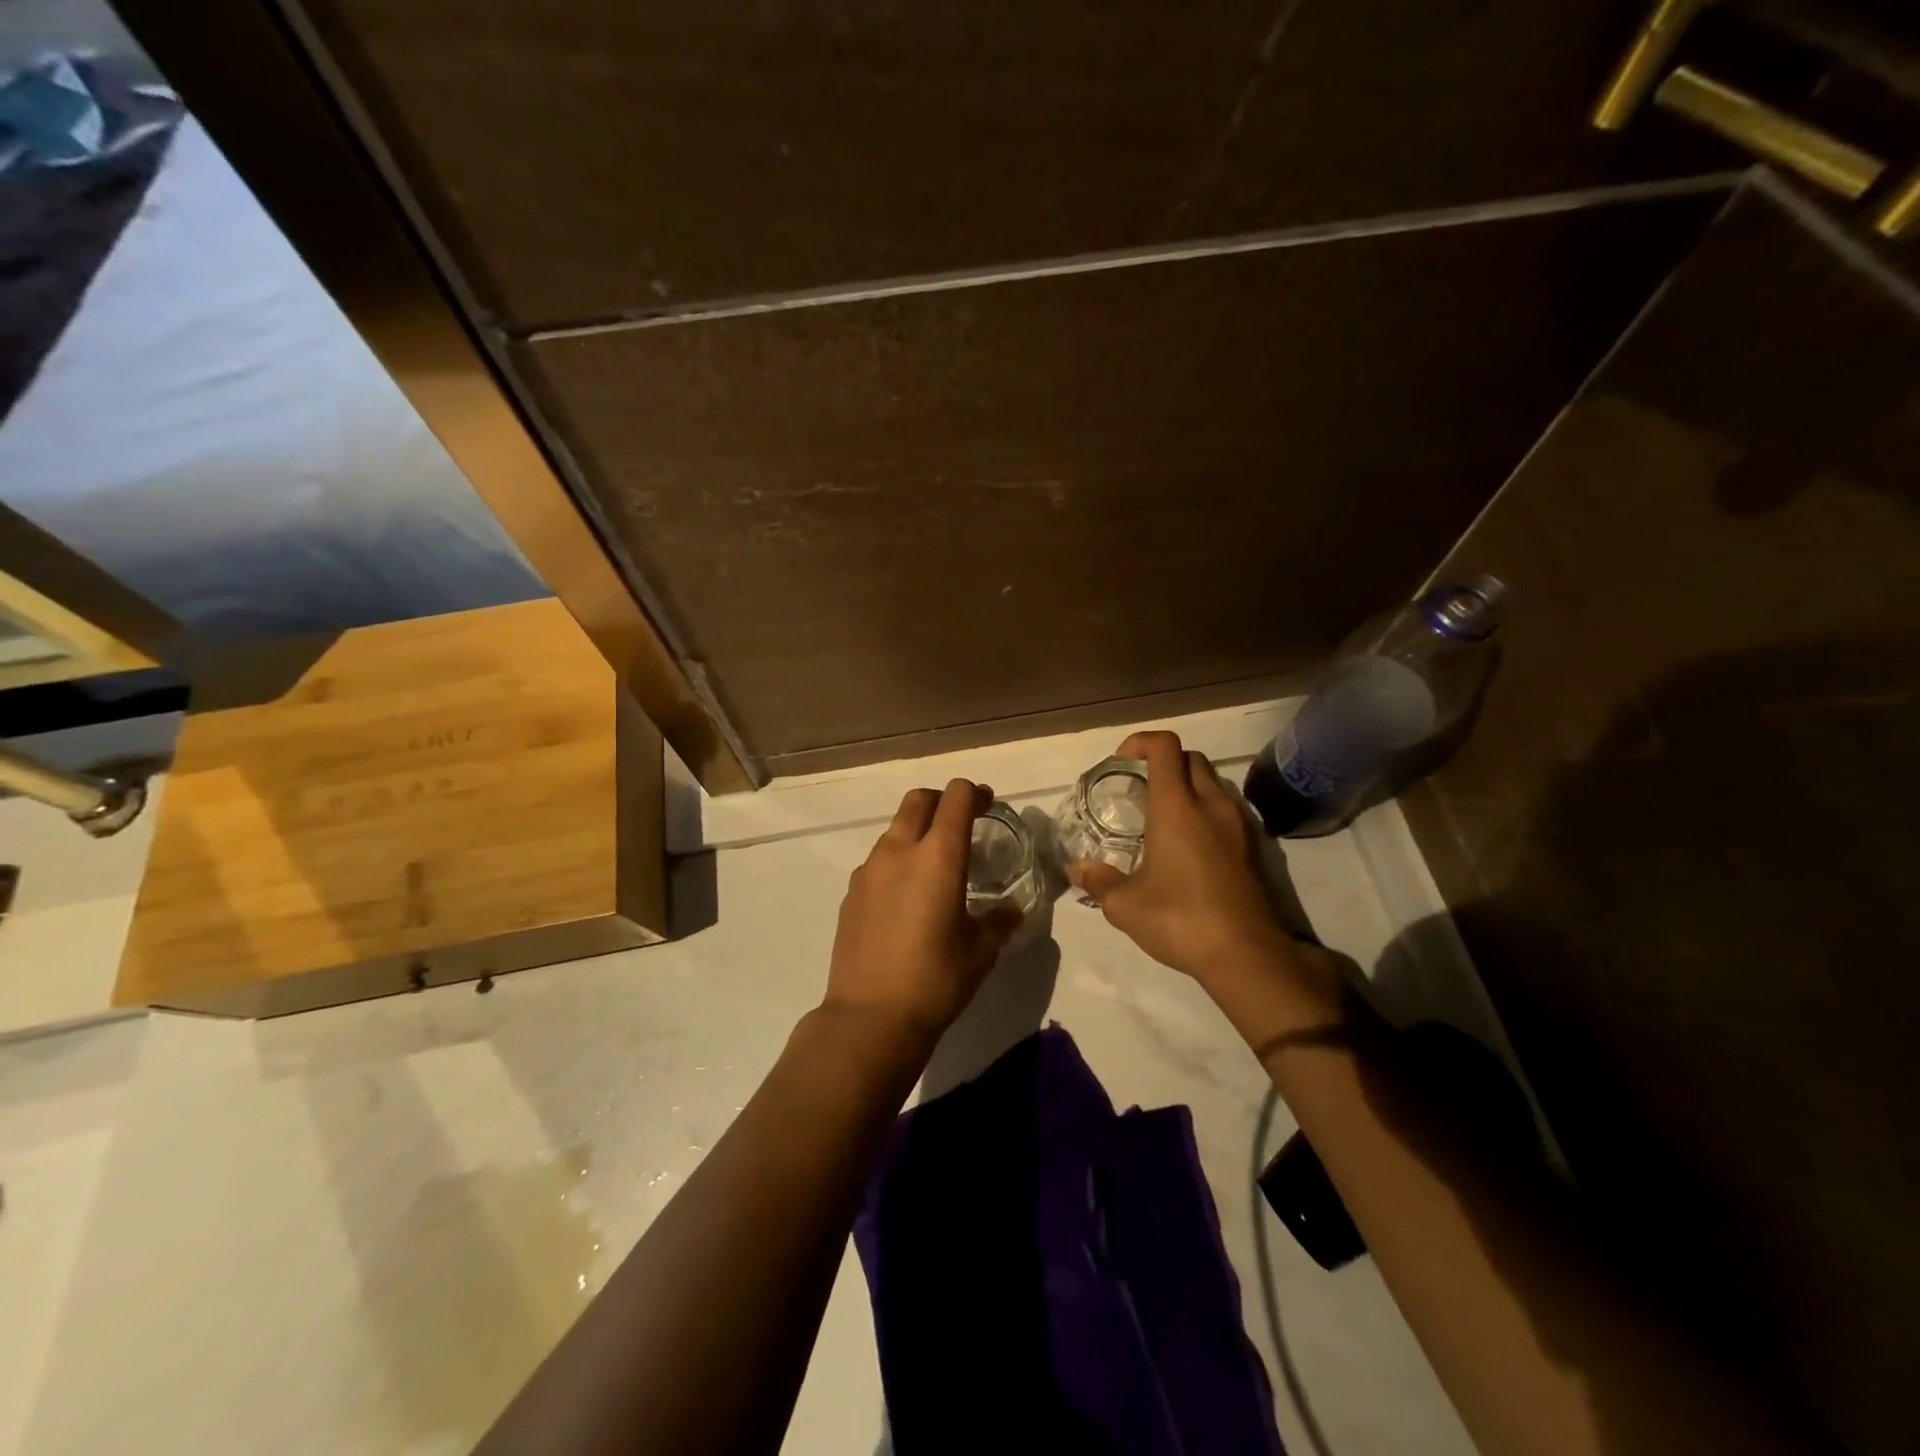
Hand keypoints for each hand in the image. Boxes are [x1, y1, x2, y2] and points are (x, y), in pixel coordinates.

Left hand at [823, 779, 1022, 1044]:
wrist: (869, 1018)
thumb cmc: (935, 981)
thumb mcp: (981, 951)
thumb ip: (1000, 921)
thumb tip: (1011, 909)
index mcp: (938, 856)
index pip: (956, 797)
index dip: (975, 793)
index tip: (988, 806)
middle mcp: (899, 851)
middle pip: (919, 800)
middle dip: (943, 801)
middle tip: (962, 823)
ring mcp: (869, 870)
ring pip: (895, 829)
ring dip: (918, 831)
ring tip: (935, 865)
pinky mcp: (851, 892)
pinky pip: (878, 860)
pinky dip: (897, 860)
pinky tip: (907, 897)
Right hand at [1068, 732, 1327, 994]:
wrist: (1247, 954)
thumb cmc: (1180, 919)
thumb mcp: (1125, 905)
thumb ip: (1098, 881)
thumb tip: (1076, 869)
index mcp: (1177, 807)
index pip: (1165, 746)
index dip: (1141, 742)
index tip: (1122, 762)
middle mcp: (1211, 805)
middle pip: (1191, 758)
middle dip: (1163, 761)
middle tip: (1139, 788)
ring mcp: (1237, 824)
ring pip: (1213, 782)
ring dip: (1187, 785)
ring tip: (1162, 817)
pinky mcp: (1253, 847)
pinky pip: (1226, 809)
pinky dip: (1205, 810)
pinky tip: (1189, 845)